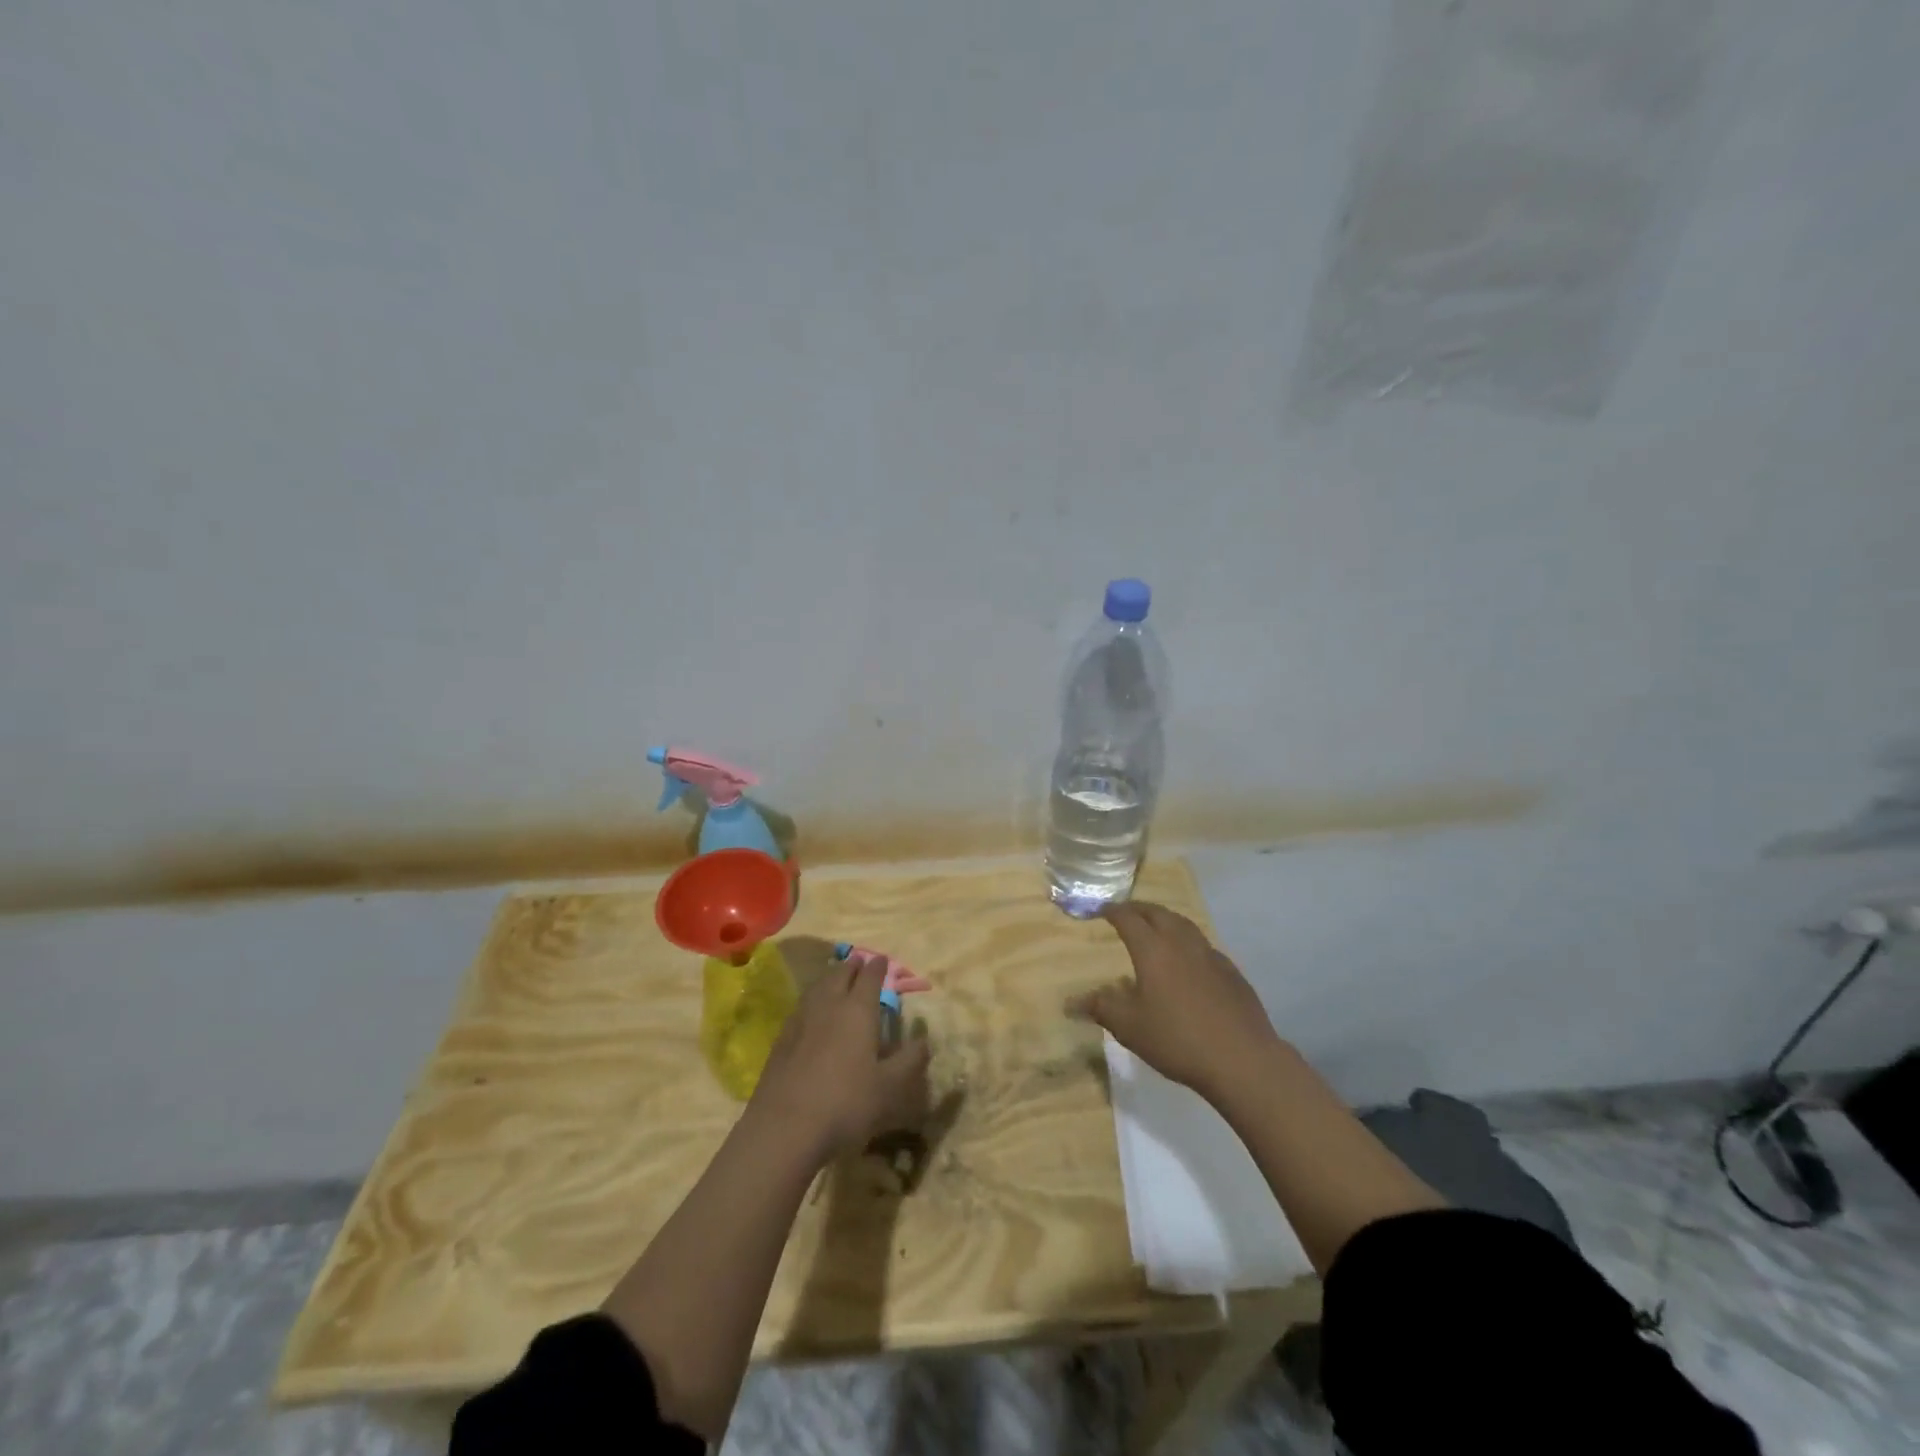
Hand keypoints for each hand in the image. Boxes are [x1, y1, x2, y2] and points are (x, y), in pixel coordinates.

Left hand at [748, 951, 931, 1163]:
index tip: (883, 960)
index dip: (878, 967)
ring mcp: (801, 1020)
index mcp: (858, 1011)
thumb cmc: (846, 1103)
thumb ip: (909, 1061)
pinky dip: (812, 1000)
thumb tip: (924, 1040)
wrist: (784, 1128)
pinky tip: (812, 1012)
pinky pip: (801, 1007)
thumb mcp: (890, 1088)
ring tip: (835, 977)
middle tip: (859, 961)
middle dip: (852, 966)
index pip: (870, 977)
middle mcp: (829, 1006)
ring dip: (829, 978)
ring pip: (817, 987)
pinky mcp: (781, 1039)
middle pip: (840, 975)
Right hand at [1067, 901, 1281, 1106]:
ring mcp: (1210, 955)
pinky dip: (1188, 942)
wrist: (1242, 1059)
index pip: (1128, 918)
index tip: (1100, 910)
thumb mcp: (1129, 1027)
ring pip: (1184, 925)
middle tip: (1126, 913)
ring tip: (1156, 927)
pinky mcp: (1231, 972)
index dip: (1112, 911)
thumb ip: (1101, 1008)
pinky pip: (1203, 946)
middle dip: (1139, 909)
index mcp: (1153, 949)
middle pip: (1158, 914)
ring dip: (1165, 920)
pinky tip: (1188, 960)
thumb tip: (1071, 1001)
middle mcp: (1181, 943)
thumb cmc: (1177, 1039)